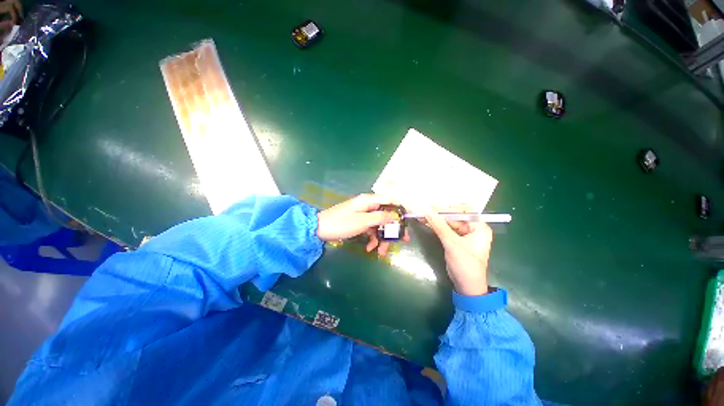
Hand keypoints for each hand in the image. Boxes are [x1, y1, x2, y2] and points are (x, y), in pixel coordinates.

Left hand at [317, 194, 409, 255]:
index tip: (411, 219)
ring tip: (381, 252)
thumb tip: (397, 216)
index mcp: (369, 201)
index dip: (402, 208)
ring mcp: (363, 214)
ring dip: (382, 237)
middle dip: (393, 229)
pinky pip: (370, 229)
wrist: (319, 229)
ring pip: (379, 224)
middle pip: (387, 214)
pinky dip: (372, 238)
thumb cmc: (341, 223)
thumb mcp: (363, 221)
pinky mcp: (359, 222)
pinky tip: (371, 248)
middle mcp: (368, 205)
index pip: (391, 199)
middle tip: (402, 240)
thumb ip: (381, 217)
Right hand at [425, 210, 492, 295]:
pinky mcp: (456, 240)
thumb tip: (427, 210)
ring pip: (448, 222)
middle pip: (454, 216)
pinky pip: (446, 229)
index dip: (446, 208)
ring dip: (435, 219)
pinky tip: (426, 222)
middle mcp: (473, 228)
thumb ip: (439, 225)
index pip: (462, 211)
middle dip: (439, 214)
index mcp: (479, 227)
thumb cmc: (465, 264)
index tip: (431, 206)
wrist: (466, 286)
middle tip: (423, 210)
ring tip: (421, 214)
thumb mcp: (452, 243)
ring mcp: (464, 234)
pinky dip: (436, 226)